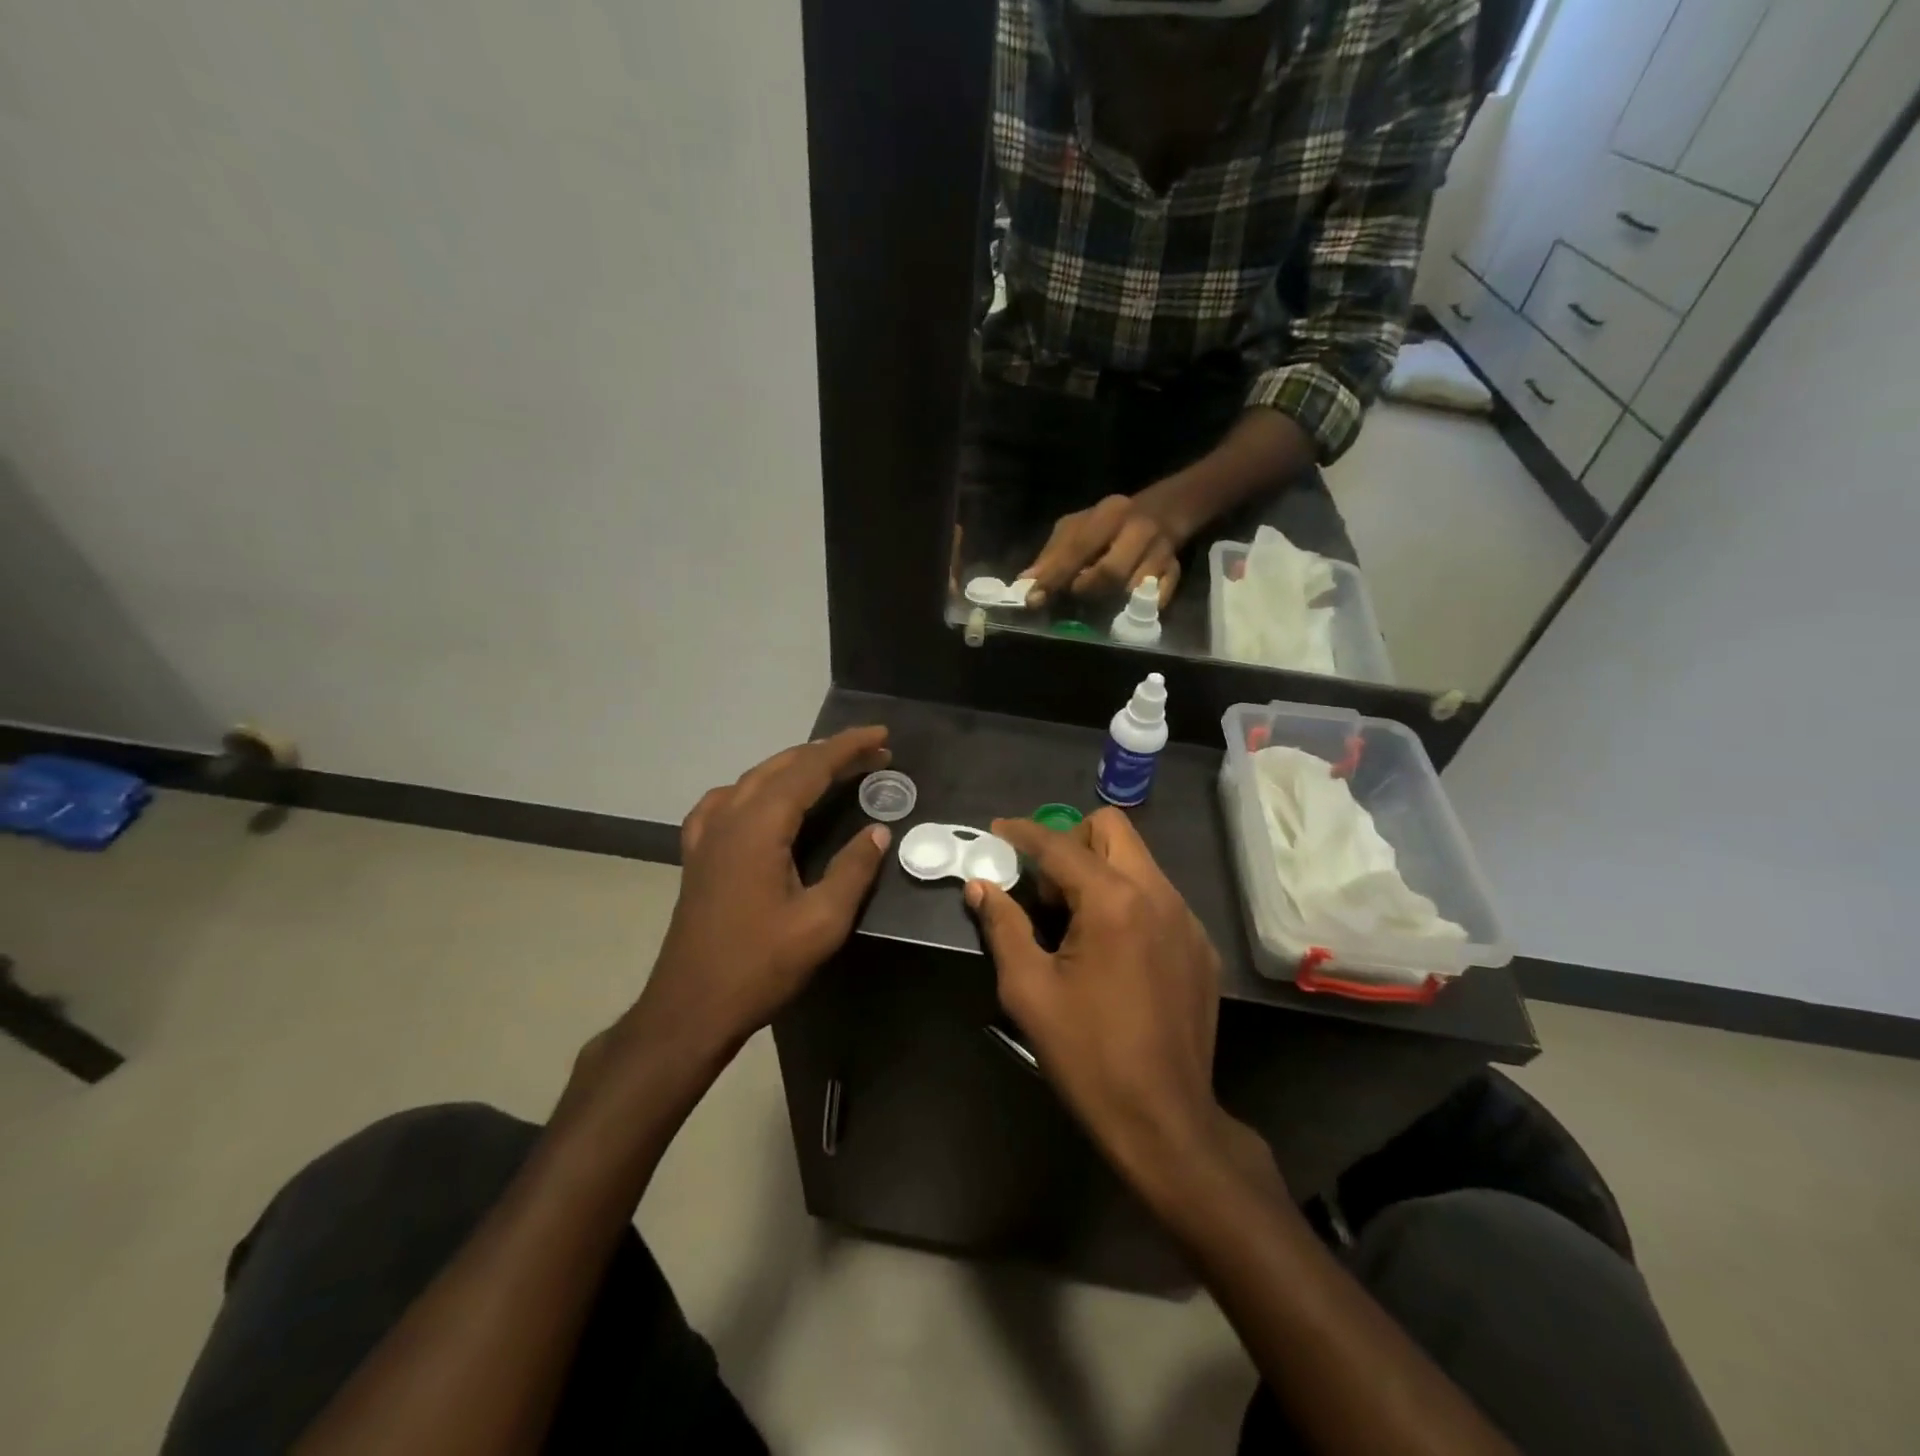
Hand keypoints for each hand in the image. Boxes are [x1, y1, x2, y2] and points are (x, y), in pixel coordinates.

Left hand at [632, 727, 893, 1055]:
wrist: (691, 1007)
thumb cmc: (760, 965)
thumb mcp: (821, 922)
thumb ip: (853, 870)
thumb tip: (878, 831)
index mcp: (760, 826)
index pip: (810, 768)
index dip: (849, 748)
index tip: (882, 736)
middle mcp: (730, 816)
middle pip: (783, 766)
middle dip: (830, 753)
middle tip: (873, 754)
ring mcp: (707, 833)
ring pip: (756, 778)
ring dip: (797, 766)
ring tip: (832, 768)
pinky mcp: (698, 853)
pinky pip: (728, 800)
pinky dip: (758, 787)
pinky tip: (764, 799)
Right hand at [966, 809, 1270, 1195]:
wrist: (1164, 1119)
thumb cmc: (1086, 1054)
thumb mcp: (1028, 990)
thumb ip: (1002, 926)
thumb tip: (980, 886)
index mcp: (1113, 901)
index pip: (1060, 844)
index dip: (1023, 832)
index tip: (998, 831)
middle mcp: (1158, 895)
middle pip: (1112, 829)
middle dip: (1071, 841)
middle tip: (1043, 886)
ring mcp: (1187, 920)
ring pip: (1138, 861)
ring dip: (1100, 871)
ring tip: (1074, 923)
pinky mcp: (1201, 946)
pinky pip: (1159, 897)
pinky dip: (1127, 901)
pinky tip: (1112, 951)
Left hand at [1021, 494, 1185, 608]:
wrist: (1167, 509)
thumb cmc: (1110, 523)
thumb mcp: (1078, 527)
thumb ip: (1053, 554)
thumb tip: (1025, 582)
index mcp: (1109, 514)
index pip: (1077, 548)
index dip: (1054, 576)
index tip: (1034, 600)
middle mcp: (1138, 530)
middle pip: (1110, 572)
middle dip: (1087, 589)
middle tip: (1076, 594)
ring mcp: (1161, 551)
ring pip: (1135, 589)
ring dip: (1113, 601)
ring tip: (1101, 601)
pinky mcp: (1176, 571)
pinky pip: (1159, 598)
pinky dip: (1142, 607)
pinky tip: (1129, 607)